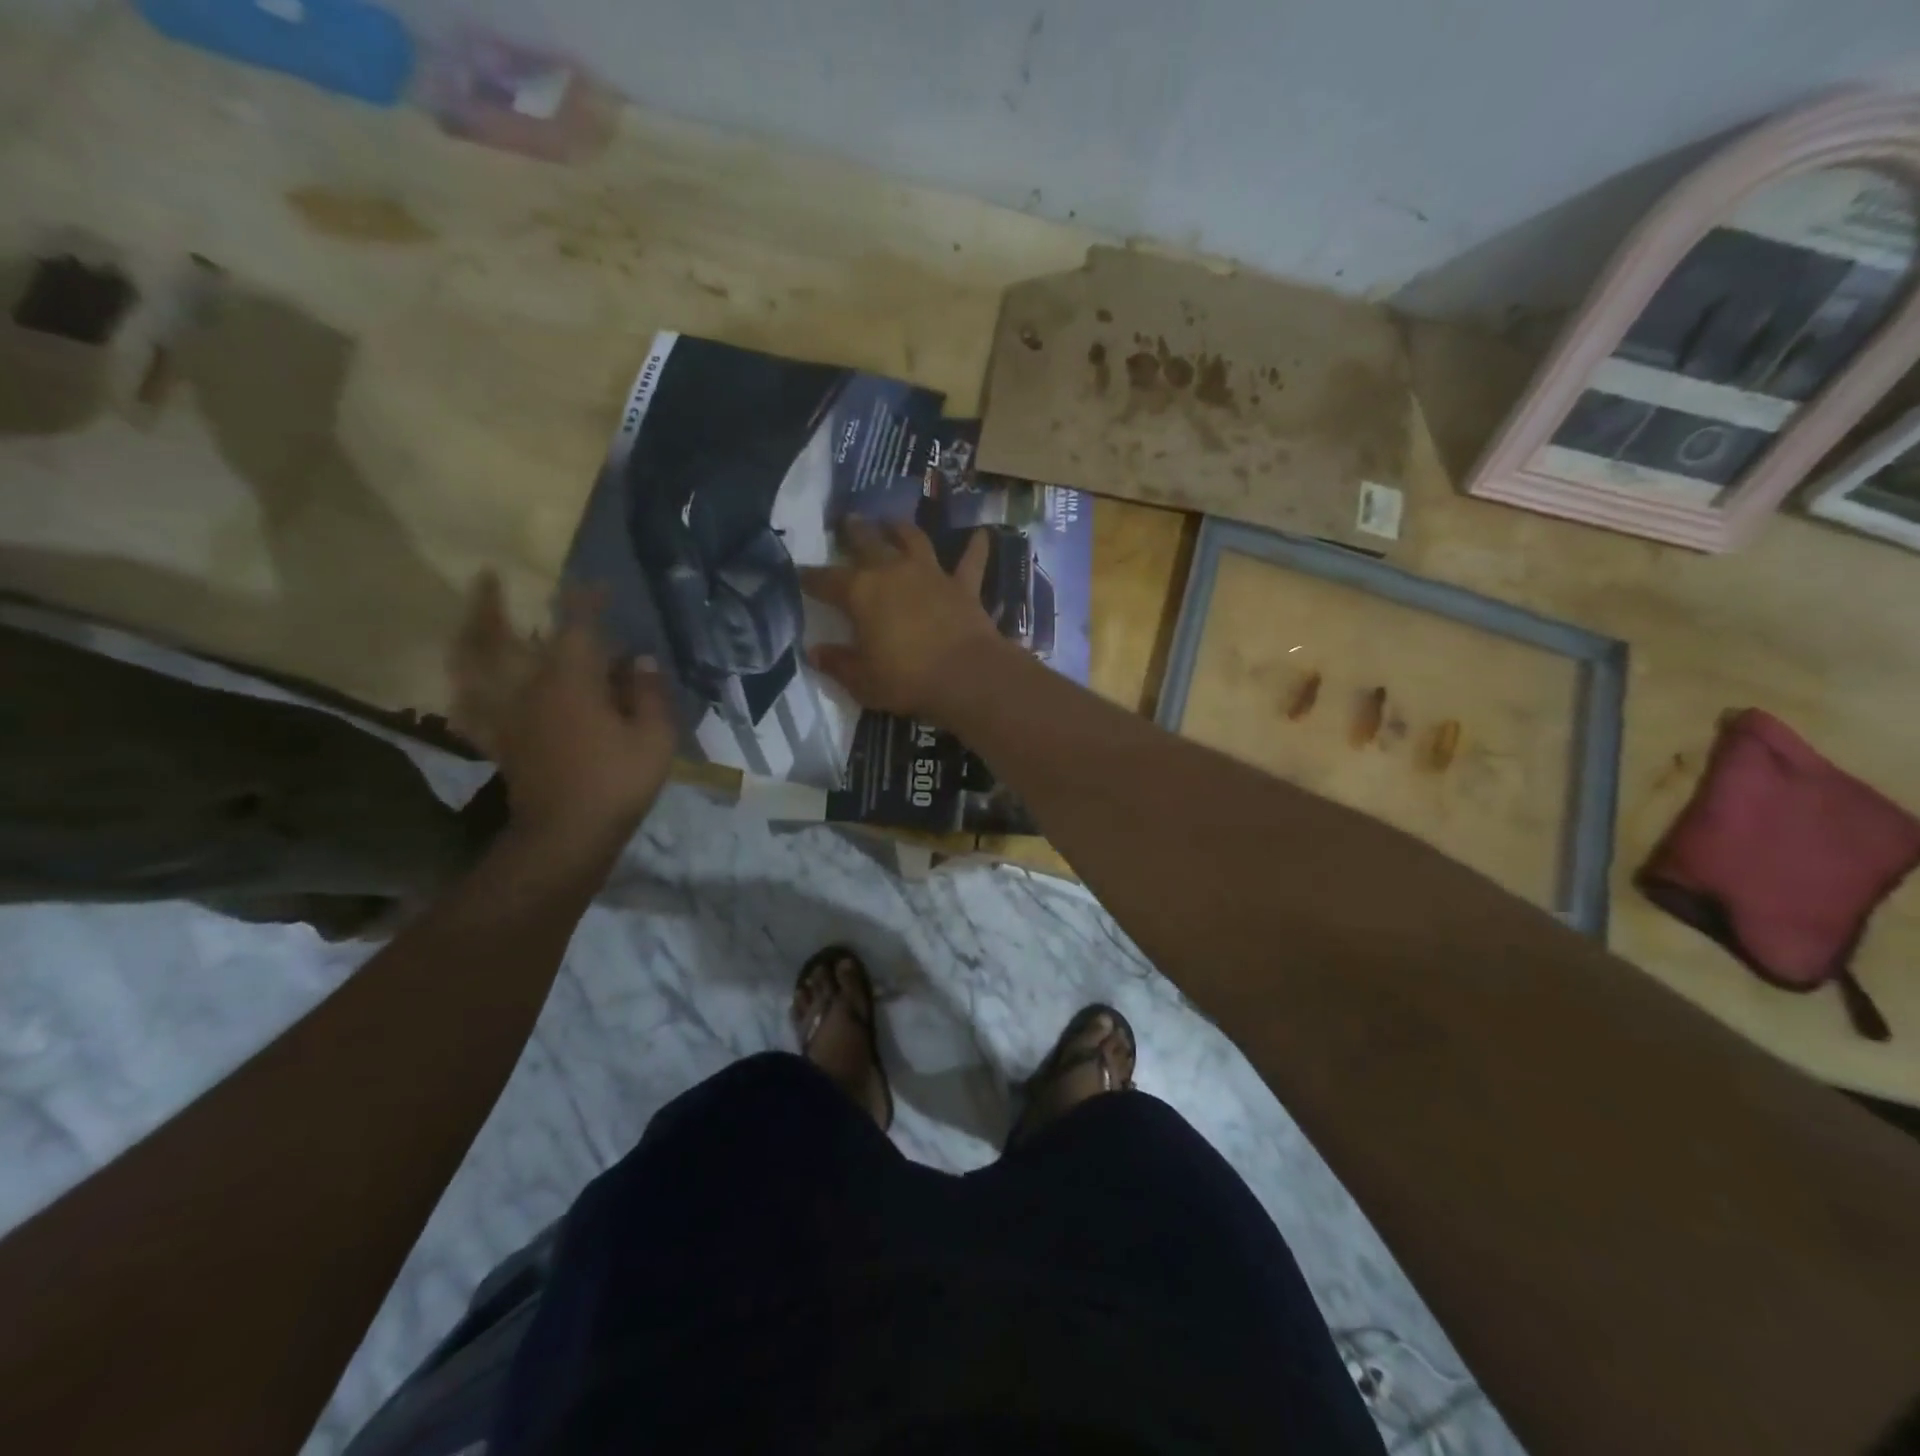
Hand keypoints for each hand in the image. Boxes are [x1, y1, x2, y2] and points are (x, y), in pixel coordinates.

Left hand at [449, 573, 674, 849]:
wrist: (567, 834)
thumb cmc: (618, 781)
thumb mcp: (655, 737)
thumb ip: (650, 693)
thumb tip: (641, 660)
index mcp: (571, 681)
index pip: (577, 626)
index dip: (586, 600)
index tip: (597, 584)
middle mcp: (530, 687)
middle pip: (501, 636)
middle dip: (492, 604)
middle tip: (486, 576)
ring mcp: (508, 714)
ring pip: (471, 666)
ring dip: (463, 637)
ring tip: (461, 619)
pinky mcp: (500, 739)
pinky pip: (468, 706)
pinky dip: (460, 688)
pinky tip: (461, 680)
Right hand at [799, 519, 1006, 721]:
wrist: (966, 676)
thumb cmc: (906, 680)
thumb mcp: (862, 680)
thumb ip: (838, 663)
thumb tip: (816, 652)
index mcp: (861, 592)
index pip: (826, 580)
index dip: (810, 577)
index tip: (799, 574)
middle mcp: (894, 572)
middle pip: (868, 543)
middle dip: (854, 532)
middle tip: (846, 520)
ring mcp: (931, 575)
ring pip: (914, 540)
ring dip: (902, 528)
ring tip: (892, 521)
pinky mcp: (964, 586)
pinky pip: (971, 561)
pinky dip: (976, 547)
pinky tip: (982, 533)